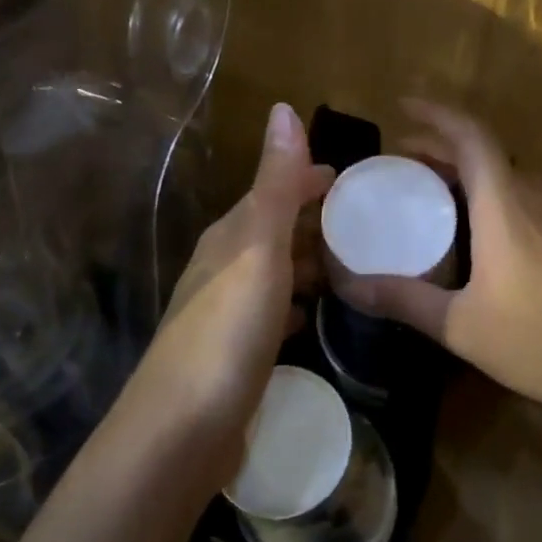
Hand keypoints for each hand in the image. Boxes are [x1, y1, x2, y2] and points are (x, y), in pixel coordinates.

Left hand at [126, 103, 333, 483]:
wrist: (179, 432)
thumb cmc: (226, 332)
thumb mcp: (257, 249)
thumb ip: (275, 184)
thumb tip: (284, 108)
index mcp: (229, 237)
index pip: (271, 191)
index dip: (307, 179)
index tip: (348, 178)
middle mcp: (222, 267)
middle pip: (272, 230)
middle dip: (310, 219)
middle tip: (362, 221)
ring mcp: (225, 313)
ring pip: (272, 271)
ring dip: (305, 262)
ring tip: (349, 263)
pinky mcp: (233, 354)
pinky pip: (271, 312)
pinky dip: (293, 303)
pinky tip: (310, 315)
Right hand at [337, 101, 541, 425]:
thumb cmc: (539, 341)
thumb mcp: (459, 325)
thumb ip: (404, 300)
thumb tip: (348, 285)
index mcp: (504, 208)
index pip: (473, 138)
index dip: (437, 115)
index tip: (403, 107)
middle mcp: (530, 203)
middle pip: (487, 152)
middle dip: (443, 142)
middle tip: (402, 154)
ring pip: (505, 173)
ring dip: (466, 167)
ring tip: (428, 183)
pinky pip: (517, 197)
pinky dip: (484, 191)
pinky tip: (467, 227)